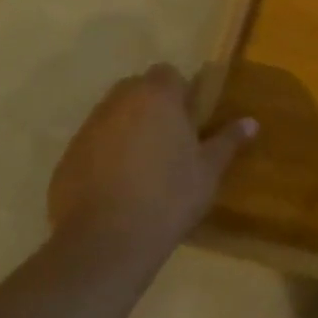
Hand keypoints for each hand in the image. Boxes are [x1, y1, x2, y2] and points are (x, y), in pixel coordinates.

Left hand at [48, 65, 255, 254]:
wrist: (106, 244)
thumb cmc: (169, 197)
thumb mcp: (208, 171)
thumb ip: (228, 141)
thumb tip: (251, 122)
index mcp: (157, 97)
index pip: (167, 73)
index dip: (179, 91)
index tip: (190, 118)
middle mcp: (118, 104)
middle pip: (135, 89)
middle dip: (151, 106)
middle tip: (169, 139)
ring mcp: (87, 131)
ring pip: (111, 116)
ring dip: (126, 129)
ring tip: (143, 165)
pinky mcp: (66, 160)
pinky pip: (91, 146)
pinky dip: (103, 156)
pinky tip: (117, 187)